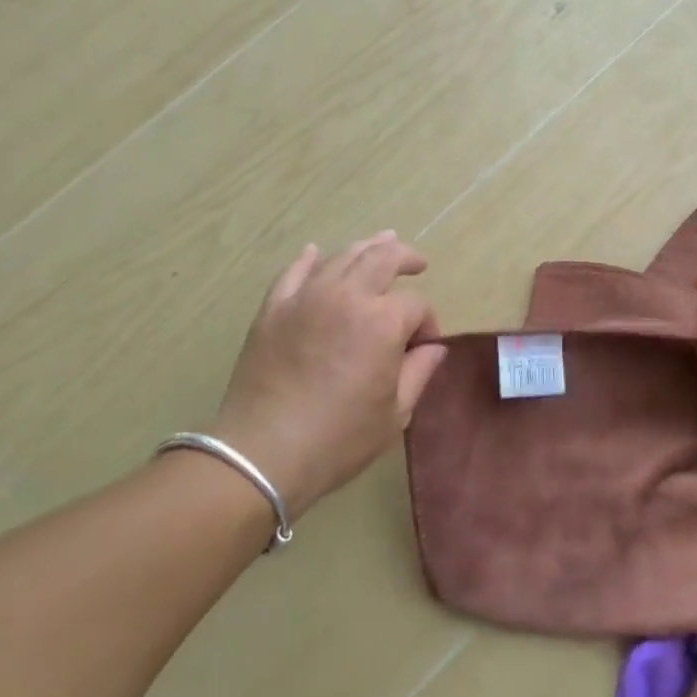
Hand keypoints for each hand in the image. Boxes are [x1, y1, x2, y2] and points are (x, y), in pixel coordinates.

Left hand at [208, 232, 447, 518]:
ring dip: (366, 247)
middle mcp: (346, 296)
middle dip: (405, 257)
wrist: (263, 452)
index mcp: (382, 322)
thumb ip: (419, 372)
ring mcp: (306, 297)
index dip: (427, 323)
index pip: (416, 305)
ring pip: (342, 257)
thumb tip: (434, 348)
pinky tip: (315, 252)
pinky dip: (309, 259)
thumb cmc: (338, 439)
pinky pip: (294, 271)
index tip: (424, 347)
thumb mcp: (394, 415)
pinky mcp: (274, 308)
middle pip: (382, 258)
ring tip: (381, 244)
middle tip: (417, 263)